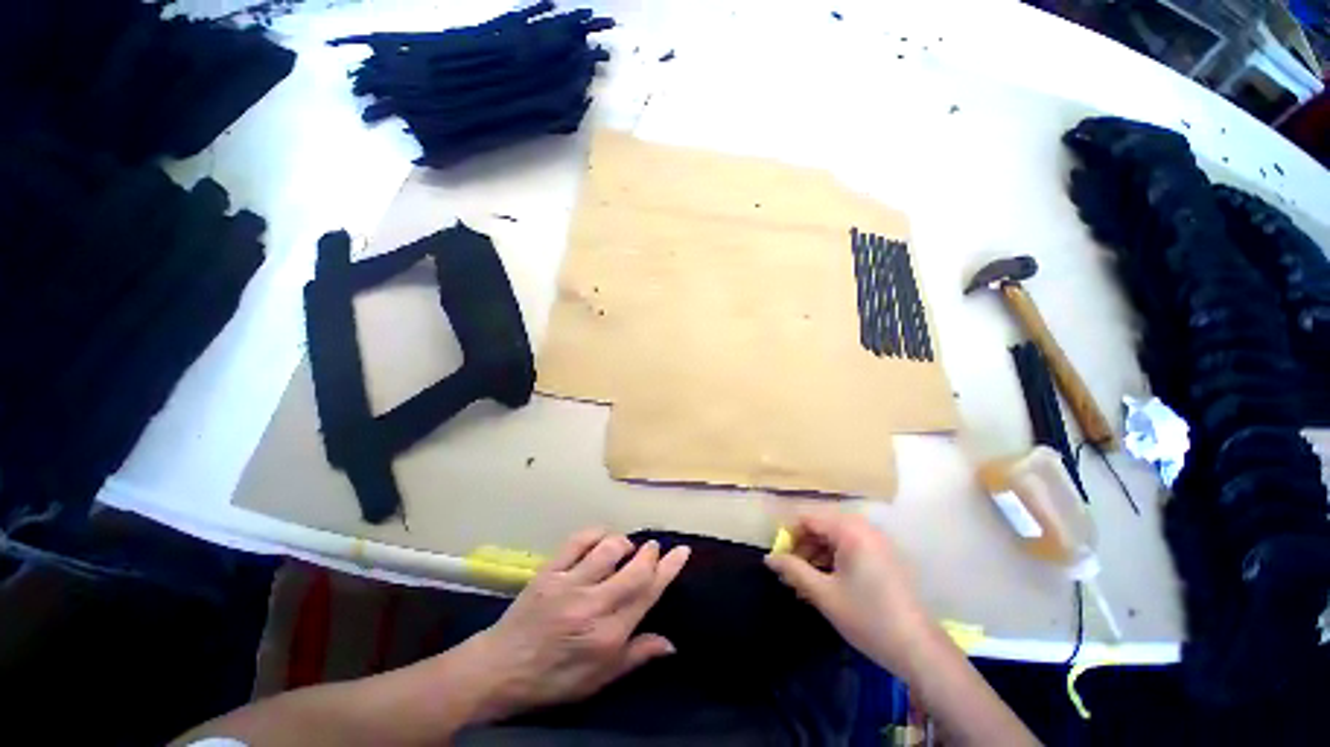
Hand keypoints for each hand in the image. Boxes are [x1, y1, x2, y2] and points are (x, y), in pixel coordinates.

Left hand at [464, 530, 689, 720]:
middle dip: (650, 553)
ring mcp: (569, 584)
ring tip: (624, 548)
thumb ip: (636, 656)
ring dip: (623, 543)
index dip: (669, 569)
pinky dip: (595, 533)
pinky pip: (578, 540)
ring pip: (609, 549)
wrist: (501, 670)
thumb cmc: (554, 679)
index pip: (647, 594)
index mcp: (608, 635)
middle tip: (653, 548)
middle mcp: (593, 606)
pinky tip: (600, 538)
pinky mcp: (550, 571)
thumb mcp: (598, 679)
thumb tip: (671, 643)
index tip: (681, 550)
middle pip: (634, 569)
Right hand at [765, 508, 936, 677]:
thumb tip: (769, 558)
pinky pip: (850, 548)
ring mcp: (877, 542)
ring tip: (805, 584)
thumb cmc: (868, 617)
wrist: (920, 650)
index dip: (788, 536)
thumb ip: (793, 570)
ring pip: (835, 539)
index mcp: (849, 530)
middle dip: (803, 548)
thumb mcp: (823, 594)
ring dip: (817, 556)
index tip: (780, 560)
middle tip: (791, 575)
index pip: (807, 518)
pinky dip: (834, 561)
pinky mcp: (885, 556)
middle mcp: (864, 528)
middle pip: (821, 527)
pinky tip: (827, 585)